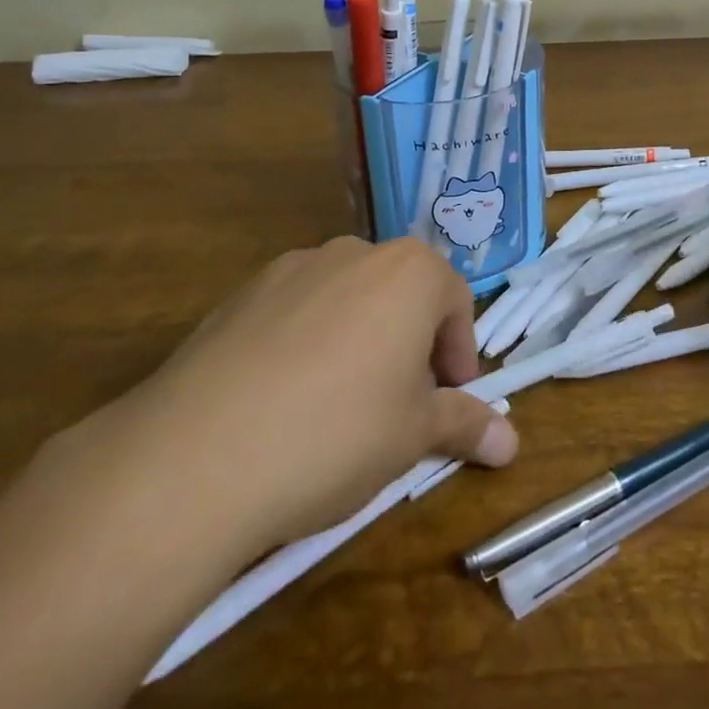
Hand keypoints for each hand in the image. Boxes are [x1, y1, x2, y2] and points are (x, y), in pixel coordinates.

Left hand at [122, 236, 516, 550]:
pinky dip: (307, 343)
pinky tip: (284, 401)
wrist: (196, 456)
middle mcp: (354, 252)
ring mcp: (291, 268)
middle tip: (402, 405)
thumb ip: (466, 425)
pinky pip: (295, 312)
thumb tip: (513, 445)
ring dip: (359, 340)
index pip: (456, 301)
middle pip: (401, 293)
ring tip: (340, 406)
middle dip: (411, 344)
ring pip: (347, 300)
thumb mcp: (413, 435)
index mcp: (409, 271)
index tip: (450, 399)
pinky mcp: (240, 295)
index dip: (459, 353)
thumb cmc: (336, 433)